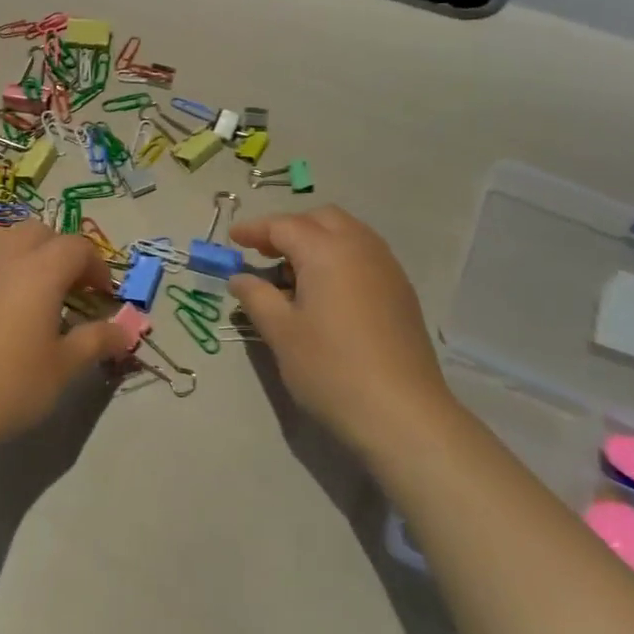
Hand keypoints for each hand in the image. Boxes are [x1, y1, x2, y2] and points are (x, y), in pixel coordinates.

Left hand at [0, 222, 126, 450]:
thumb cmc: (9, 386)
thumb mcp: (63, 368)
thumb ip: (97, 340)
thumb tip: (126, 330)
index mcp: (40, 270)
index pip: (77, 247)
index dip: (96, 267)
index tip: (102, 296)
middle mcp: (3, 256)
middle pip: (39, 232)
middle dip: (61, 252)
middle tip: (70, 290)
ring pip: (4, 239)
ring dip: (26, 254)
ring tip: (32, 293)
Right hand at [228, 207, 448, 455]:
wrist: (401, 413)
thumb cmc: (330, 369)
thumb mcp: (281, 333)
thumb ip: (256, 297)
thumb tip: (240, 278)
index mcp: (327, 251)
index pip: (284, 225)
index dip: (254, 229)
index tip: (232, 239)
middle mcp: (361, 248)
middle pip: (321, 219)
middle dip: (290, 228)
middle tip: (263, 252)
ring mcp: (387, 268)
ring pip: (348, 234)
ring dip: (317, 241)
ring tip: (292, 273)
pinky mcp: (401, 292)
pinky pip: (365, 255)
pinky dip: (339, 258)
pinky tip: (325, 292)